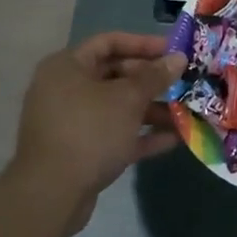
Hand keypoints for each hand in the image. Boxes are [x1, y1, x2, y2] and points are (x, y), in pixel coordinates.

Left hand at [8, 32, 185, 222]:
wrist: (52, 194)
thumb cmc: (89, 131)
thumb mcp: (128, 99)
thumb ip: (155, 76)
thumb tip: (178, 58)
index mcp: (68, 66)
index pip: (109, 42)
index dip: (143, 43)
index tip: (173, 50)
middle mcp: (66, 89)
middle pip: (115, 75)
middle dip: (151, 80)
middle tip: (182, 83)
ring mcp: (72, 122)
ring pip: (117, 107)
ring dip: (151, 109)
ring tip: (184, 113)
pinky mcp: (80, 151)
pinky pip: (115, 134)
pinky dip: (140, 134)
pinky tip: (174, 139)